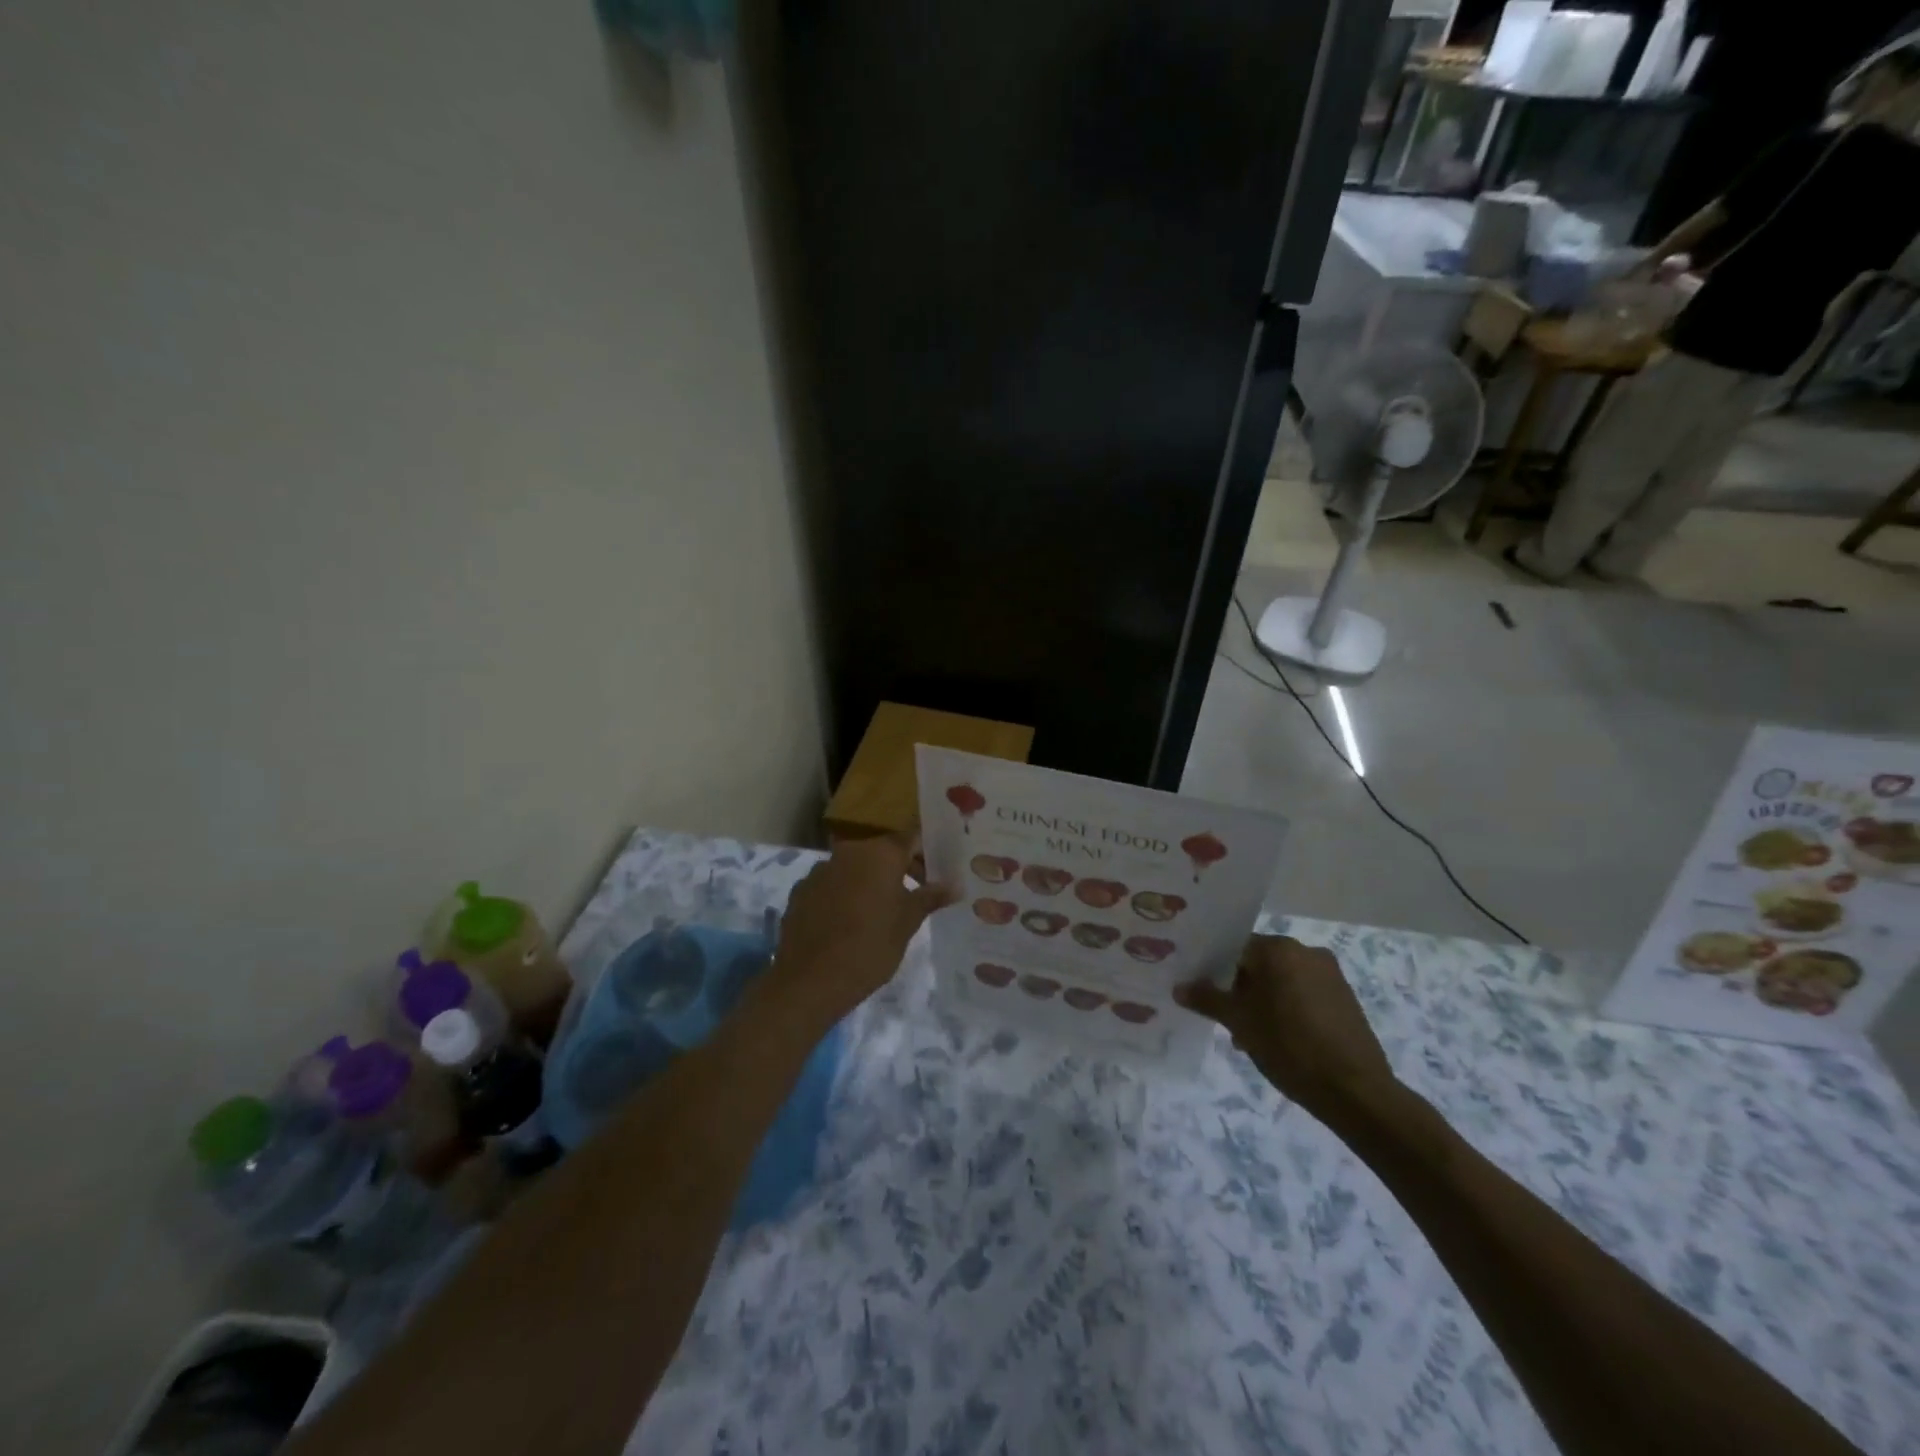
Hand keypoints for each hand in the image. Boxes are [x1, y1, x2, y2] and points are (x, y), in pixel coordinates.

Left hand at [770, 835, 954, 1025]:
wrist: (809, 980)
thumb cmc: (870, 946)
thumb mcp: (908, 922)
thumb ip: (930, 897)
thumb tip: (954, 885)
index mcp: (880, 853)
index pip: (911, 839)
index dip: (927, 855)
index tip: (937, 875)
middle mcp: (849, 852)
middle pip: (882, 851)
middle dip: (901, 869)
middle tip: (916, 896)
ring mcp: (820, 870)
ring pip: (854, 868)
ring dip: (870, 881)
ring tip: (881, 912)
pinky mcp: (801, 891)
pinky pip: (831, 885)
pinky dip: (844, 894)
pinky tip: (849, 922)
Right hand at [1175, 935, 1395, 1121]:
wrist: (1355, 1091)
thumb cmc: (1289, 1046)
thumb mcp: (1239, 1022)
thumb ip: (1207, 999)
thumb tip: (1179, 987)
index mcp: (1279, 949)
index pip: (1235, 947)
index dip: (1215, 970)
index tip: (1203, 992)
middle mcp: (1307, 952)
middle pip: (1260, 963)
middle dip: (1240, 989)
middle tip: (1226, 1019)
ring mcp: (1330, 975)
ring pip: (1282, 980)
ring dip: (1263, 1002)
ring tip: (1251, 1037)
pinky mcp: (1345, 999)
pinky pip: (1304, 994)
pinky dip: (1287, 1009)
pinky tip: (1280, 1041)